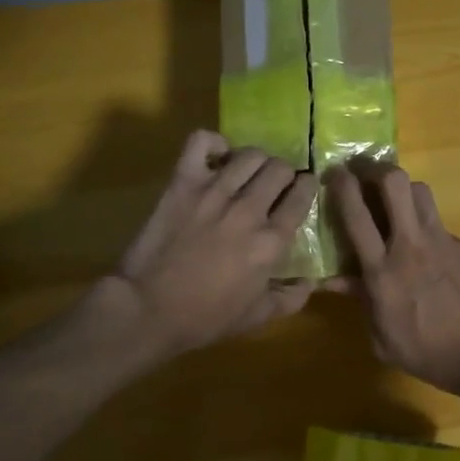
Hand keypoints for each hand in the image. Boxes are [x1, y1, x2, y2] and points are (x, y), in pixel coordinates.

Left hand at [101, 131, 319, 358]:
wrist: (148, 309)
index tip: (301, 191)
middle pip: (280, 168)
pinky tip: (216, 157)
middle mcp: (249, 209)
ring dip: (255, 161)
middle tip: (273, 185)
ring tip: (247, 173)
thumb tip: (311, 283)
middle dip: (283, 174)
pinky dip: (213, 143)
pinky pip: (202, 142)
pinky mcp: (183, 183)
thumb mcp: (257, 317)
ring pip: (250, 154)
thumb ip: (291, 298)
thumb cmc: (205, 318)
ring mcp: (215, 191)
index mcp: (271, 241)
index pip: (302, 195)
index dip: (306, 188)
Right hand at [326, 163, 459, 398]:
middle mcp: (410, 245)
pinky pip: (439, 223)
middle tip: (364, 172)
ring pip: (420, 192)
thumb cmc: (429, 354)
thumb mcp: (382, 339)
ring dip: (402, 189)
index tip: (334, 173)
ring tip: (394, 200)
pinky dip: (425, 226)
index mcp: (382, 271)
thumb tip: (335, 280)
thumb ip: (361, 301)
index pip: (356, 215)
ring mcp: (442, 241)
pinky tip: (428, 248)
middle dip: (375, 169)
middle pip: (394, 183)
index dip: (342, 186)